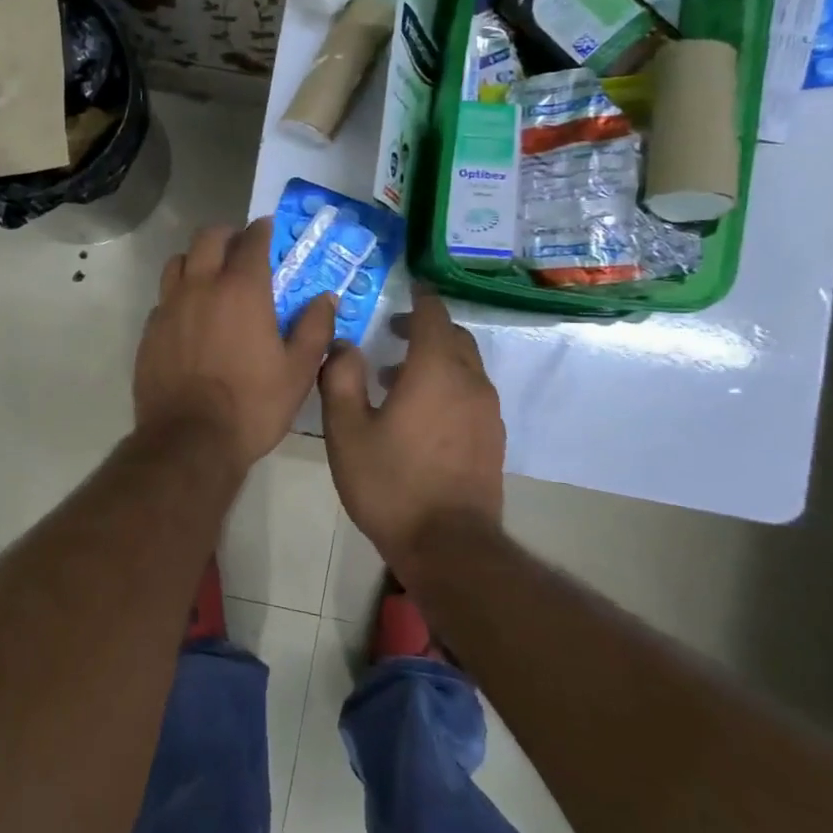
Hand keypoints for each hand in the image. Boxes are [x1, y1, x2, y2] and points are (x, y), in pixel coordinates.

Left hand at [135, 218, 334, 471]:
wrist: (190, 440)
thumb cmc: (253, 404)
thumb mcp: (299, 370)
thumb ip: (315, 328)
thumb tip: (326, 298)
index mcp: (242, 290)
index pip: (252, 241)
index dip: (261, 230)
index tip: (267, 228)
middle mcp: (201, 287)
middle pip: (207, 238)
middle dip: (226, 235)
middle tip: (239, 247)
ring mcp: (169, 307)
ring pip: (178, 262)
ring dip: (197, 259)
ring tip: (210, 275)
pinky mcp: (150, 331)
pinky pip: (163, 297)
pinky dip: (178, 294)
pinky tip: (189, 315)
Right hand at [319, 286, 504, 559]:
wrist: (448, 545)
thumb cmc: (391, 483)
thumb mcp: (346, 431)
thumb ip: (340, 379)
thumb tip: (344, 345)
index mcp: (434, 370)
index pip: (433, 315)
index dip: (420, 297)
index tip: (407, 287)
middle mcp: (469, 382)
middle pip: (454, 337)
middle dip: (426, 327)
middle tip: (392, 334)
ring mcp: (487, 412)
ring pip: (465, 366)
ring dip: (435, 359)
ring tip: (397, 378)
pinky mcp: (492, 438)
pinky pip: (472, 393)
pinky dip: (449, 384)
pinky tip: (422, 413)